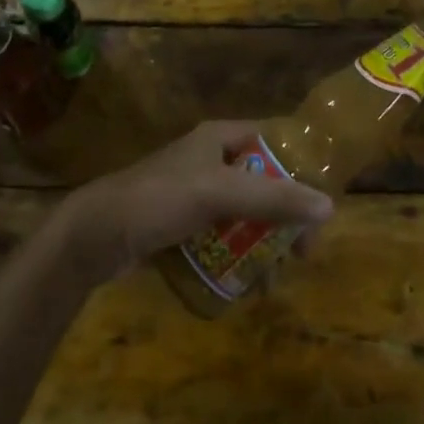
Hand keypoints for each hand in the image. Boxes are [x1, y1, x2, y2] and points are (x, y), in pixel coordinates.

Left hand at [56, 121, 334, 284]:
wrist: (94, 236)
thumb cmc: (158, 200)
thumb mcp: (218, 193)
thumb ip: (273, 198)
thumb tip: (329, 206)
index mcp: (219, 138)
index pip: (273, 141)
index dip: (300, 166)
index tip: (322, 203)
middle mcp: (210, 160)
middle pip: (263, 182)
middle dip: (285, 217)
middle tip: (302, 253)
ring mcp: (194, 194)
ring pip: (244, 214)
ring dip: (264, 244)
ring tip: (274, 279)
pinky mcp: (181, 226)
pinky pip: (222, 237)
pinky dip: (238, 257)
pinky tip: (247, 285)